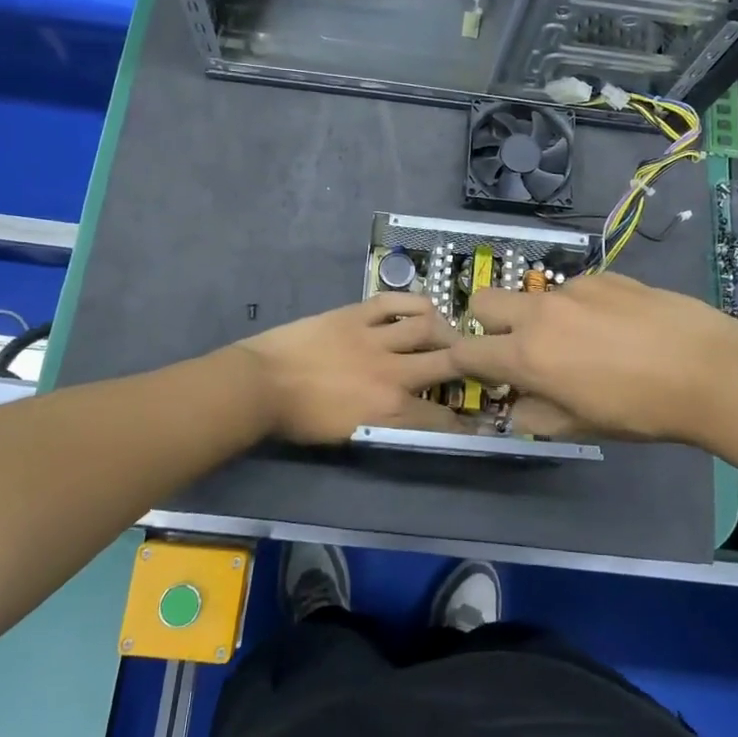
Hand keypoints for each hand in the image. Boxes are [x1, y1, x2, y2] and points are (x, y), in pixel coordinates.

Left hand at [233, 294, 460, 444]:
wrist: (260, 386)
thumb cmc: (299, 419)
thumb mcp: (349, 435)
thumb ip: (387, 427)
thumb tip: (411, 419)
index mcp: (389, 411)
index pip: (440, 419)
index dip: (464, 423)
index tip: (477, 422)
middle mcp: (392, 373)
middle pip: (447, 363)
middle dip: (469, 365)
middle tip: (476, 364)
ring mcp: (375, 338)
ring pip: (427, 326)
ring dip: (446, 330)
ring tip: (450, 333)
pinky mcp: (356, 314)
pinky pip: (394, 301)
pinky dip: (413, 302)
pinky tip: (424, 307)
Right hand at [449, 272, 737, 443]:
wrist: (708, 370)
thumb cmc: (640, 410)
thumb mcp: (580, 428)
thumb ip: (535, 415)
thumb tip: (517, 404)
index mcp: (528, 355)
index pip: (466, 351)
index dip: (457, 361)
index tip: (467, 370)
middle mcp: (541, 312)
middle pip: (484, 300)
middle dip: (487, 323)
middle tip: (518, 347)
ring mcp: (574, 288)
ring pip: (535, 297)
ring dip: (542, 318)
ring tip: (587, 342)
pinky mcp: (605, 275)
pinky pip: (575, 290)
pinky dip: (580, 308)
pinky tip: (618, 327)